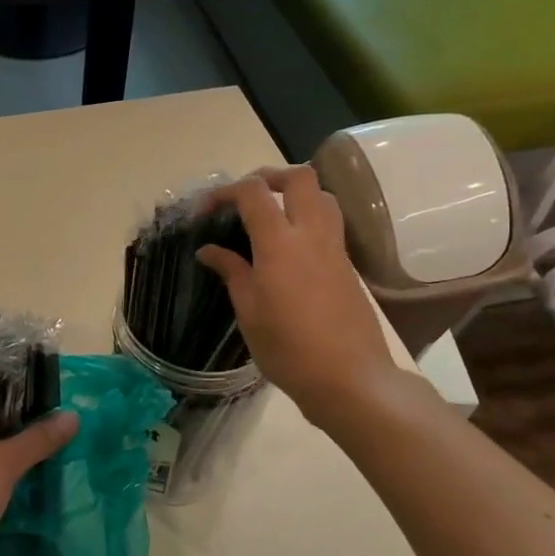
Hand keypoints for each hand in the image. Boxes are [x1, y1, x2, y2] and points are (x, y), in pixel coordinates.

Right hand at [196, 166, 402, 422]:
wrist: (349, 378)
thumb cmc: (288, 348)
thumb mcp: (249, 311)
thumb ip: (231, 271)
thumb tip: (209, 250)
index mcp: (279, 243)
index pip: (253, 192)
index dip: (225, 192)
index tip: (205, 211)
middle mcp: (311, 234)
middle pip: (299, 177)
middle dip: (268, 176)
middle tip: (244, 198)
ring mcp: (335, 248)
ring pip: (322, 195)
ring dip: (295, 194)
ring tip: (271, 216)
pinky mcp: (348, 264)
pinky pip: (330, 223)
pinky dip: (307, 218)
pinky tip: (289, 248)